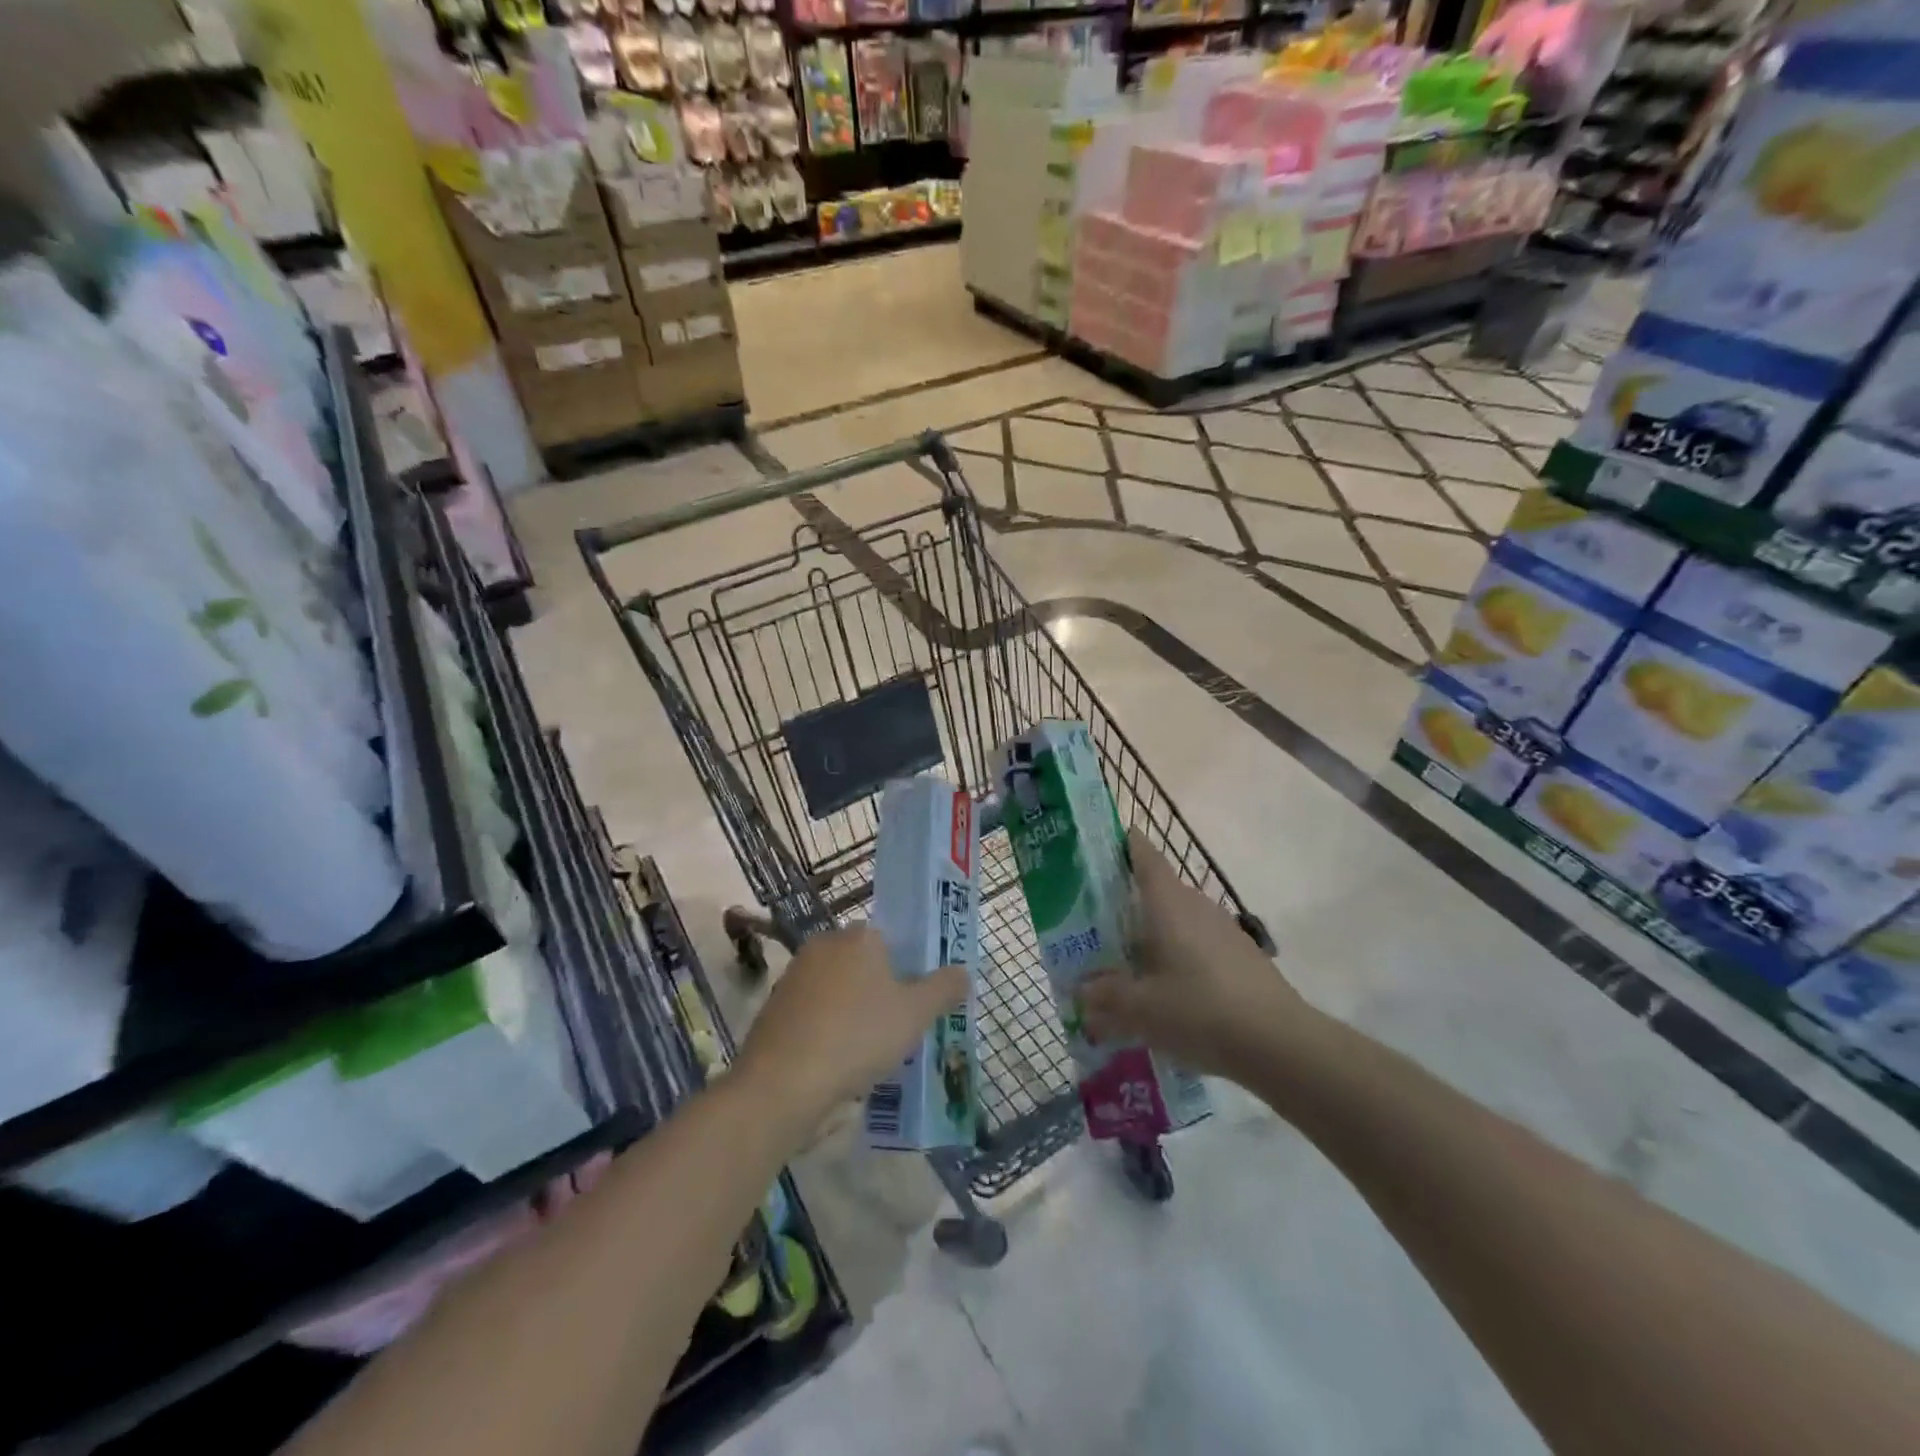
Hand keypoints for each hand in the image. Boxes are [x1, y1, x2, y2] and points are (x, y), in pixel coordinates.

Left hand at [734, 926, 967, 1131]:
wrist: (782, 1082)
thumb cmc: (858, 1037)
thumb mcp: (916, 1014)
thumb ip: (944, 988)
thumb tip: (962, 971)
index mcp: (860, 936)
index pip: (892, 940)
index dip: (908, 969)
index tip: (917, 1002)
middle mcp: (824, 945)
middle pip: (864, 964)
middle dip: (881, 991)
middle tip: (899, 1029)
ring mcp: (794, 975)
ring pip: (838, 989)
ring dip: (854, 1012)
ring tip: (871, 1052)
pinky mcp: (774, 1007)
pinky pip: (814, 1012)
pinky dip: (828, 1029)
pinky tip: (837, 1061)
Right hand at [1080, 831, 1305, 1080]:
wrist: (1280, 1043)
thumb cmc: (1200, 1010)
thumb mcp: (1142, 1009)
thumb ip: (1107, 995)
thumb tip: (1083, 988)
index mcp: (1169, 903)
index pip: (1145, 856)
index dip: (1124, 845)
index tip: (1101, 845)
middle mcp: (1196, 905)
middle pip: (1157, 890)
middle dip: (1127, 902)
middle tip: (1095, 922)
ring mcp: (1223, 930)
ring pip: (1178, 920)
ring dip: (1153, 934)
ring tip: (1126, 962)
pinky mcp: (1240, 956)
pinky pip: (1197, 943)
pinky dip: (1176, 955)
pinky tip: (1166, 989)